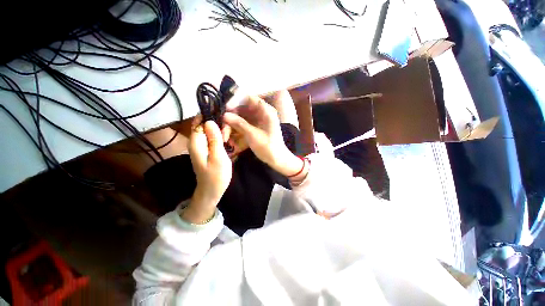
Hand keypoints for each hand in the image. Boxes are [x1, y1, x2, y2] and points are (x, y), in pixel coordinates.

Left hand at [183, 117, 231, 223]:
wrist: (212, 191)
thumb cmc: (216, 175)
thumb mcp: (218, 156)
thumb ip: (214, 139)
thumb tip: (210, 121)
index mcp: (196, 142)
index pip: (199, 121)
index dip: (210, 117)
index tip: (224, 120)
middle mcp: (196, 142)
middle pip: (204, 125)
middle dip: (217, 126)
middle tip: (228, 136)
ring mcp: (201, 146)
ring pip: (209, 131)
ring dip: (220, 132)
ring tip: (229, 140)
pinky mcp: (206, 150)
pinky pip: (212, 138)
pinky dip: (220, 138)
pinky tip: (227, 143)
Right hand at [223, 95, 303, 177]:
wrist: (277, 159)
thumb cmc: (268, 147)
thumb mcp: (253, 135)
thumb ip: (239, 123)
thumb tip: (224, 115)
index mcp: (266, 111)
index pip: (248, 98)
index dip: (235, 100)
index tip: (225, 109)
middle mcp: (262, 113)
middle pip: (243, 109)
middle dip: (232, 117)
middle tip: (223, 128)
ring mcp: (258, 121)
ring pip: (241, 117)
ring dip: (232, 125)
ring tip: (225, 137)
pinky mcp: (256, 128)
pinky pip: (243, 125)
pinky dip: (237, 130)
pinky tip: (230, 138)